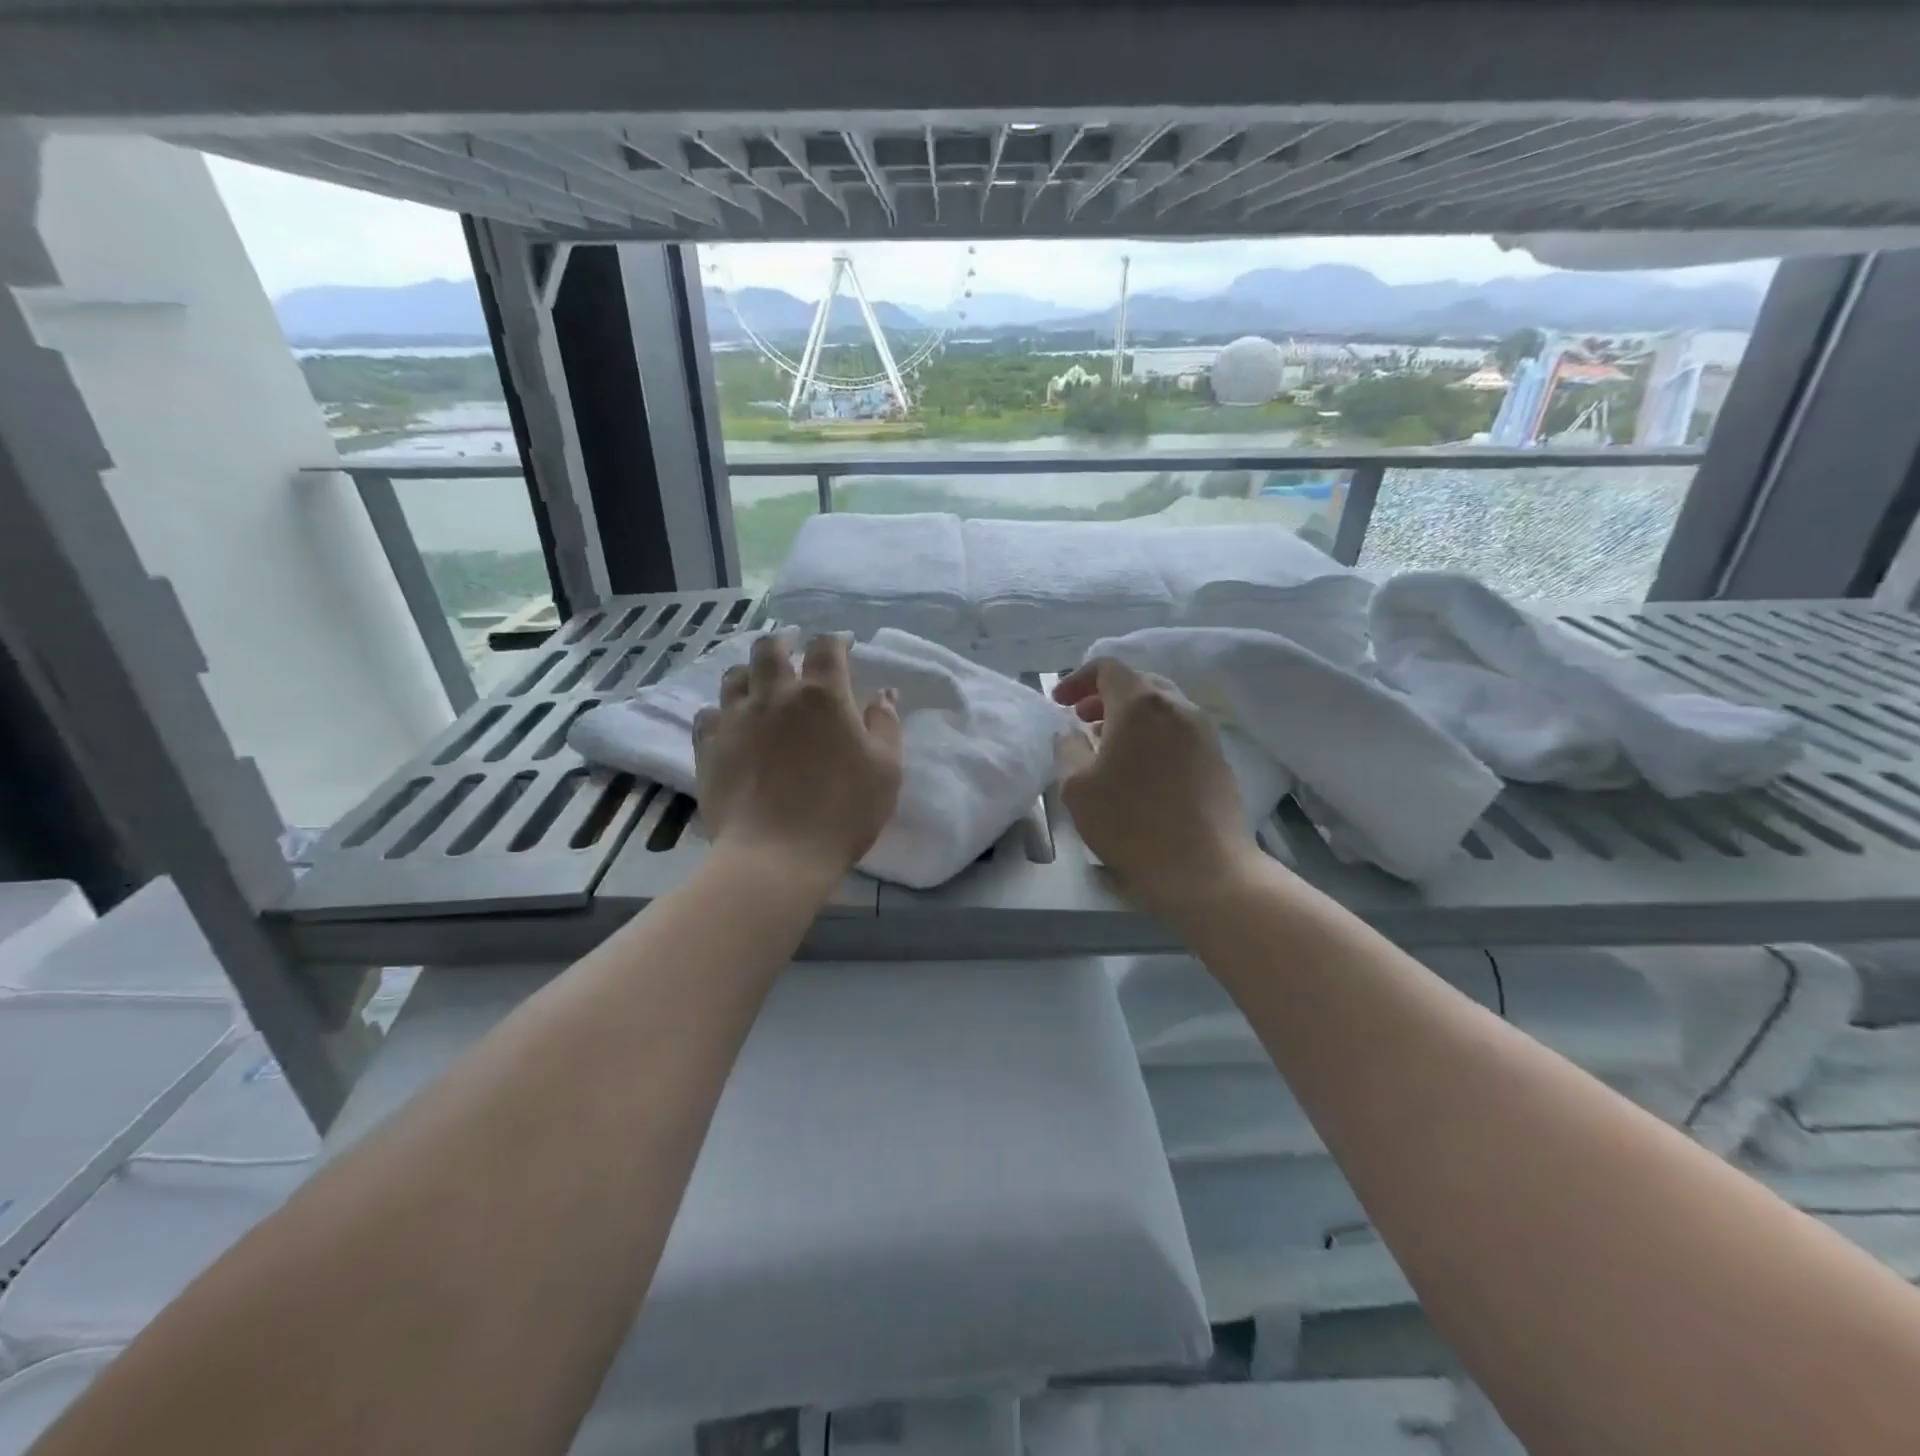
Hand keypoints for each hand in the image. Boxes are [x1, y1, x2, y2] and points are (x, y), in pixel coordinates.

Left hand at [694, 634, 902, 884]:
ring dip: (751, 673)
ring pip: (735, 676)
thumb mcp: (886, 770)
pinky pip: (709, 713)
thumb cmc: (841, 812)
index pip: (827, 647)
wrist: (775, 856)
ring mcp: (736, 718)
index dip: (835, 642)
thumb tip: (884, 695)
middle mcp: (776, 695)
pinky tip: (730, 724)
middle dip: (783, 642)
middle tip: (792, 650)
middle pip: (770, 648)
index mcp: (823, 695)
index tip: (842, 648)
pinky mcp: (708, 746)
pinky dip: (722, 712)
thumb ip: (886, 726)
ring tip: (759, 684)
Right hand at [1053, 657, 1265, 916]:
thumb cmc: (1131, 824)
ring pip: (1162, 707)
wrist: (1205, 869)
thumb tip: (1072, 733)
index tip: (1059, 702)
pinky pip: (1179, 731)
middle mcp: (1178, 707)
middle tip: (1081, 719)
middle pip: (1139, 683)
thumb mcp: (1077, 787)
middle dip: (1104, 696)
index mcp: (1141, 705)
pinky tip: (1140, 769)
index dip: (1078, 678)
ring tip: (1107, 745)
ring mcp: (1204, 732)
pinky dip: (1153, 735)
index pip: (1108, 667)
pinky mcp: (1218, 758)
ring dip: (1130, 717)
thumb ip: (1068, 749)